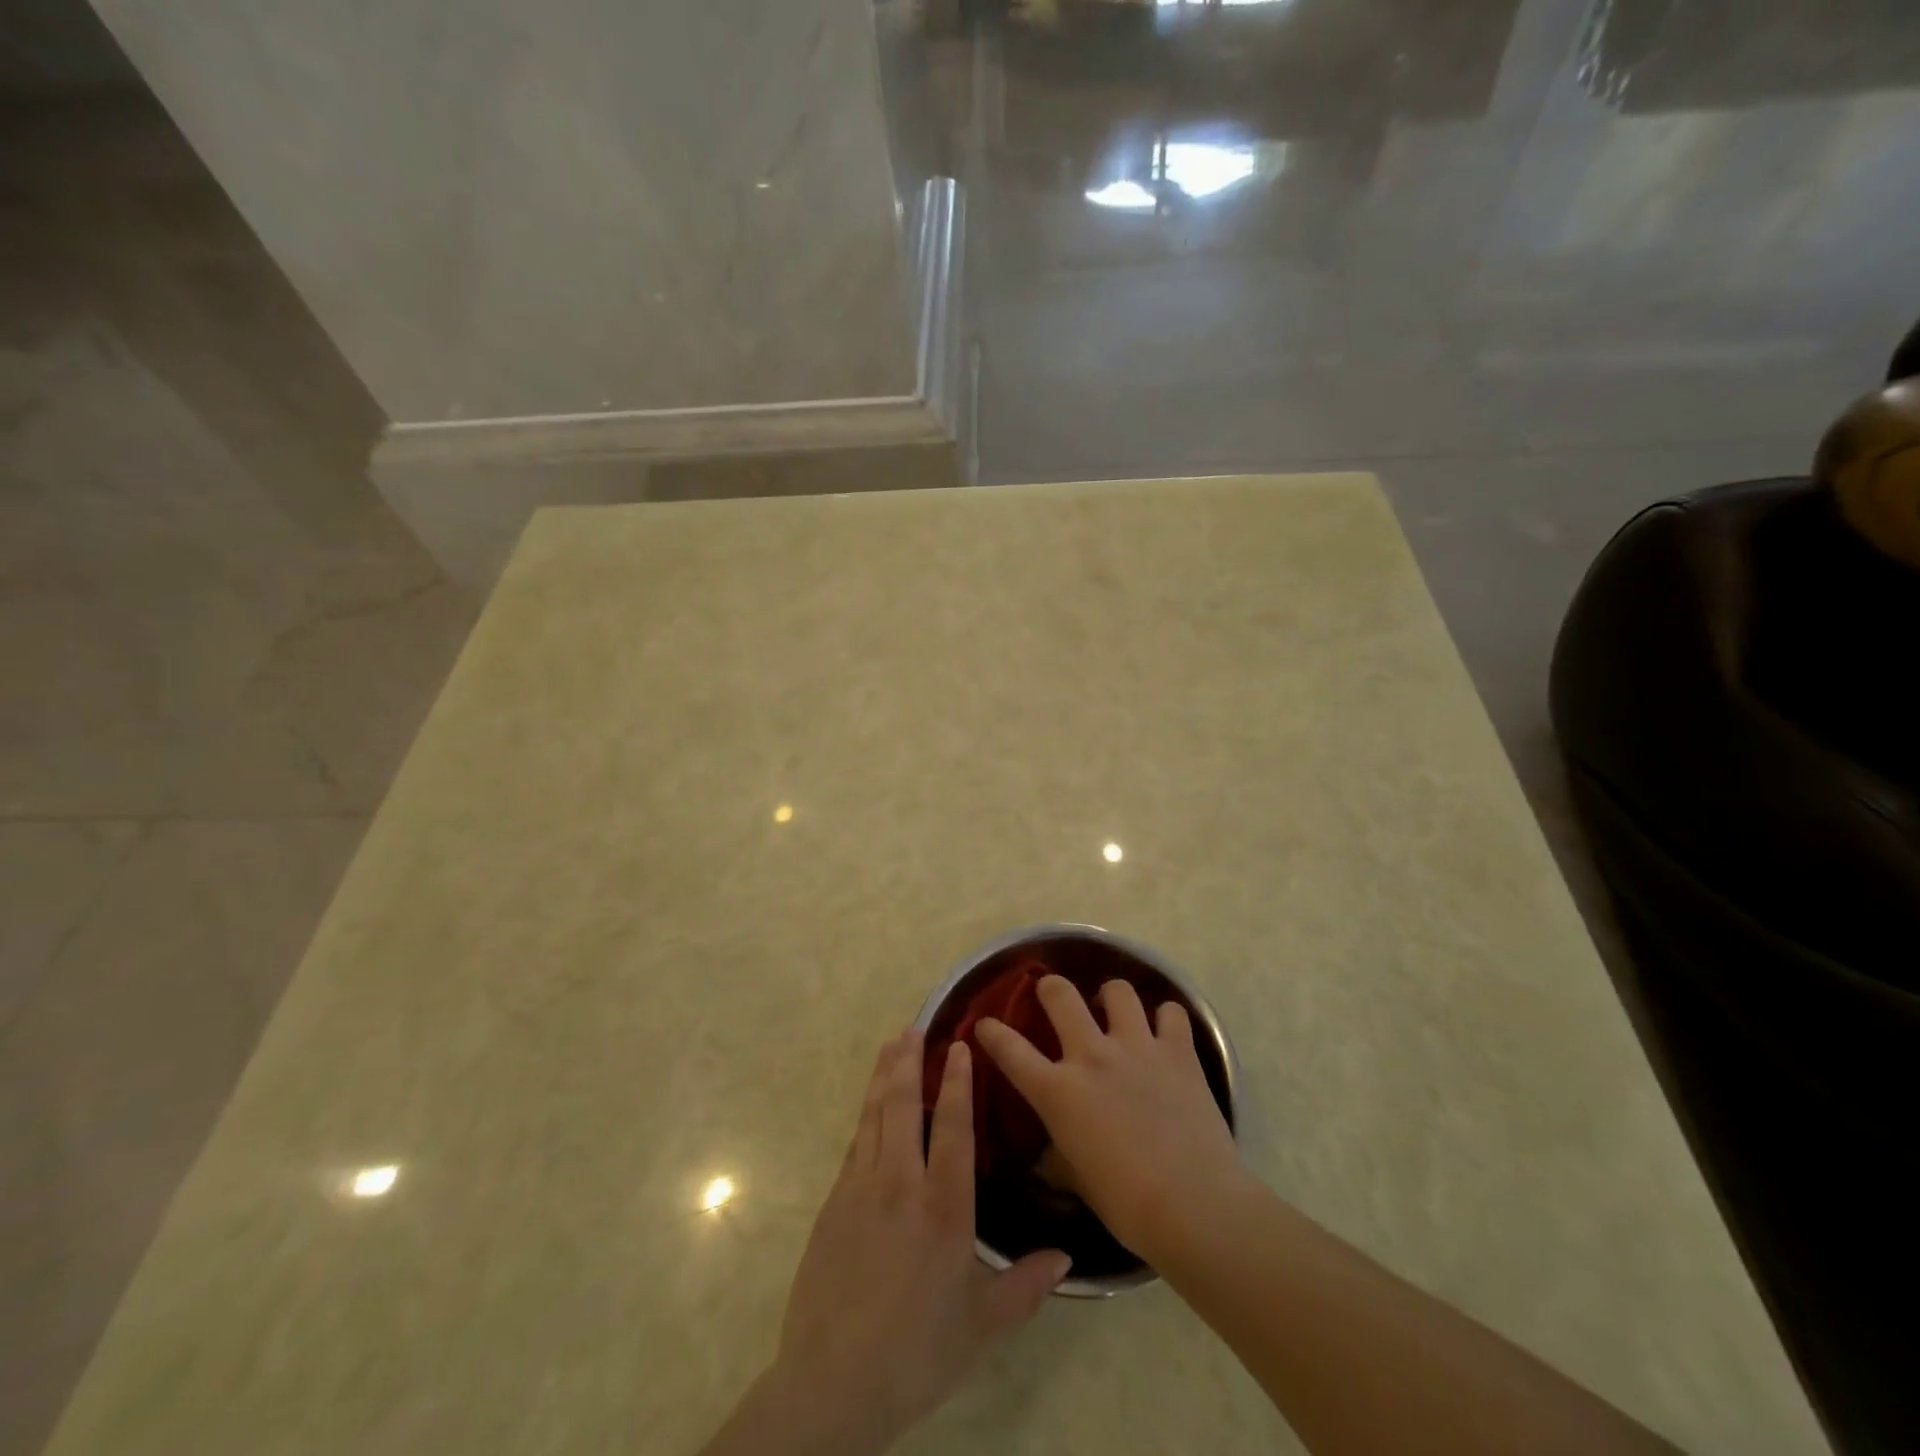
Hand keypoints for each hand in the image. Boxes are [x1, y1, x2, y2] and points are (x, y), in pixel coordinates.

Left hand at [727, 1030, 1070, 1455]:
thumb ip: (1025, 1286)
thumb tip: (1067, 1256)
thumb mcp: (981, 1327)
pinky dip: (866, 1113)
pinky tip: (870, 1106)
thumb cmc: (916, 1353)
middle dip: (909, 1062)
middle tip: (914, 1027)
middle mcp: (901, 1185)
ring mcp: (861, 1189)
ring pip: (874, 1116)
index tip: (959, 1046)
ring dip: (883, 1076)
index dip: (957, 1082)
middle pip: (904, 1106)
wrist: (832, 1383)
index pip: (953, 1127)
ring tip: (890, 1045)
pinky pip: (855, 1143)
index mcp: (943, 1208)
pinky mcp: (834, 1203)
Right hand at [975, 977, 1242, 1260]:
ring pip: (1117, 990)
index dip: (992, 1032)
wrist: (1194, 1206)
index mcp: (1059, 1092)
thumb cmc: (1128, 1206)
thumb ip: (1059, 1156)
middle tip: (1053, 996)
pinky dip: (1165, 1018)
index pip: (1010, 1051)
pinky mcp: (1178, 1051)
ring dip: (1111, 997)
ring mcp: (1137, 1046)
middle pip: (1060, 994)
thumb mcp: (1078, 1181)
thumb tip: (1050, 1155)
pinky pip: (1171, 1012)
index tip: (985, 1024)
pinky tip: (1164, 1032)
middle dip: (1050, 988)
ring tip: (1115, 1010)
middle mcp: (1092, 1056)